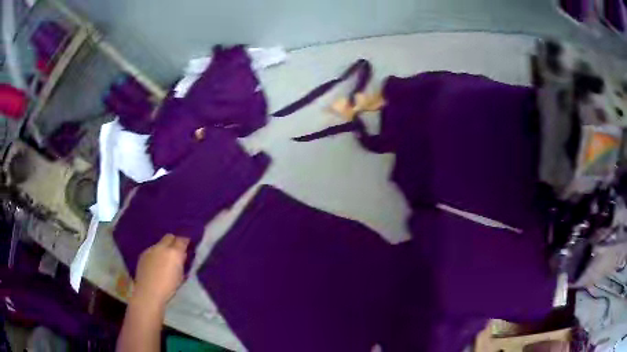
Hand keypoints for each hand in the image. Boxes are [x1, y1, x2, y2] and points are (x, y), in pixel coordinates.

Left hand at [132, 234, 189, 308]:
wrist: (148, 292)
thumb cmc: (169, 288)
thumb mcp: (181, 276)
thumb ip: (181, 262)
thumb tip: (182, 255)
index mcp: (174, 252)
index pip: (182, 240)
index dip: (185, 242)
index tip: (187, 247)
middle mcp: (162, 247)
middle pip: (169, 237)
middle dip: (173, 242)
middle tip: (176, 251)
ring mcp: (151, 249)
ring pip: (159, 244)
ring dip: (163, 249)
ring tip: (164, 260)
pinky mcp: (143, 254)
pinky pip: (152, 250)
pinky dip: (155, 254)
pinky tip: (155, 264)